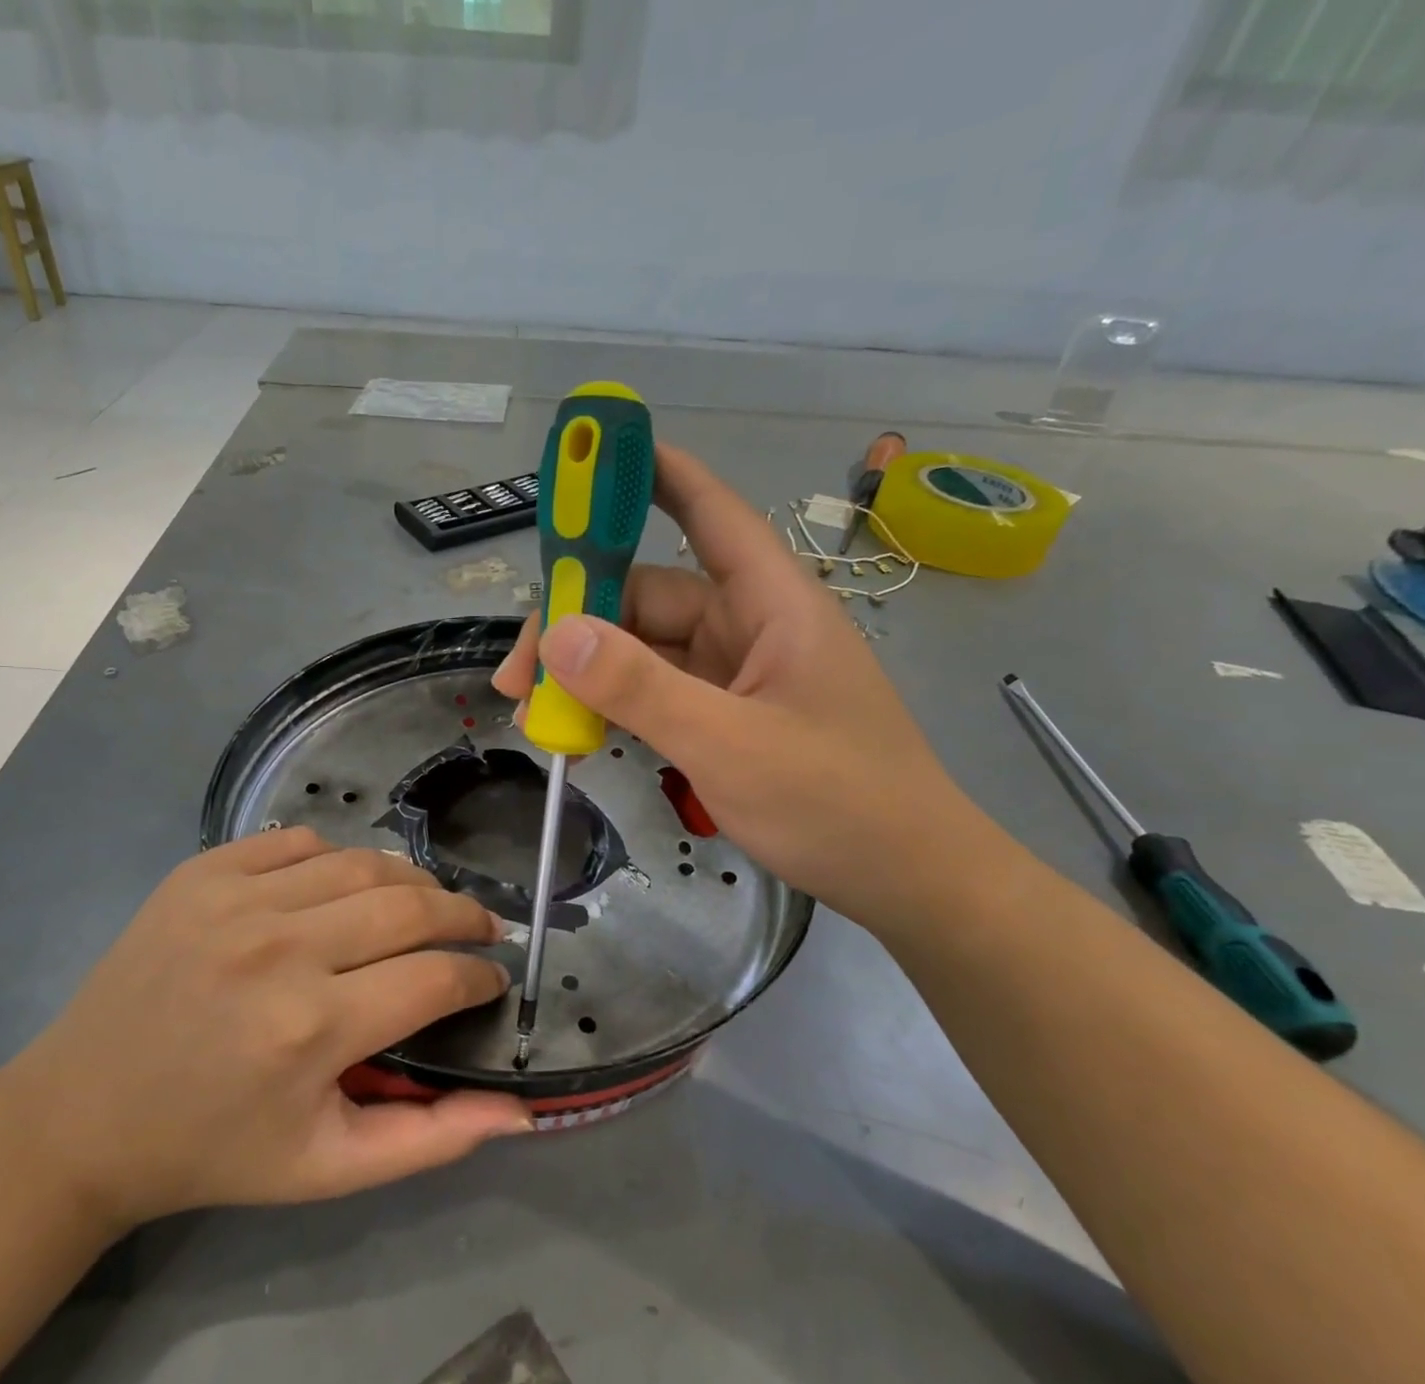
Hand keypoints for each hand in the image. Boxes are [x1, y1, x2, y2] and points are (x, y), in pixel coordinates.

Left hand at [0, 830, 529, 1231]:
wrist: (81, 1115)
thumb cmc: (214, 1149)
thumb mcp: (327, 1167)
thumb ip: (432, 1138)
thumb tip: (521, 1110)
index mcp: (311, 1030)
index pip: (437, 978)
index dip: (481, 977)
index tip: (493, 981)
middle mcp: (279, 949)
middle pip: (411, 906)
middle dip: (465, 916)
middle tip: (481, 930)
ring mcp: (236, 898)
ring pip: (364, 863)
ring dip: (412, 883)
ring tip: (426, 906)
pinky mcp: (203, 871)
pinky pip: (301, 842)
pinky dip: (339, 859)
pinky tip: (344, 889)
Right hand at [494, 442, 989, 930]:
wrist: (907, 879)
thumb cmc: (838, 802)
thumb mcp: (730, 745)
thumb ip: (642, 689)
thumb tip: (558, 636)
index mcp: (771, 604)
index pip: (710, 514)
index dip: (652, 476)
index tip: (590, 462)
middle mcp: (749, 627)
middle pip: (648, 597)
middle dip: (578, 625)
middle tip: (516, 675)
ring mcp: (735, 675)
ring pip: (644, 650)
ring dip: (588, 674)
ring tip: (532, 712)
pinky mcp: (725, 716)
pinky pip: (657, 692)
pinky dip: (615, 705)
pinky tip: (577, 730)